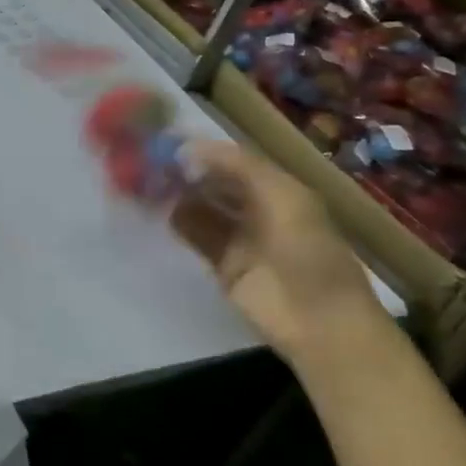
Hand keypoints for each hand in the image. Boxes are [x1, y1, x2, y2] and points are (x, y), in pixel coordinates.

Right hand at [169, 138, 388, 364]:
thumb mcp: (283, 196)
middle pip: (216, 183)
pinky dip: (177, 221)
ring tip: (145, 180)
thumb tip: (189, 148)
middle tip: (150, 160)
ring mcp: (241, 238)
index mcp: (278, 189)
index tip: (169, 142)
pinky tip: (155, 207)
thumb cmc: (308, 251)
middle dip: (187, 171)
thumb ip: (238, 166)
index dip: (204, 151)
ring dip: (178, 194)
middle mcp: (258, 209)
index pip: (234, 161)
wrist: (320, 323)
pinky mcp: (224, 265)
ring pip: (202, 207)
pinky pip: (197, 236)